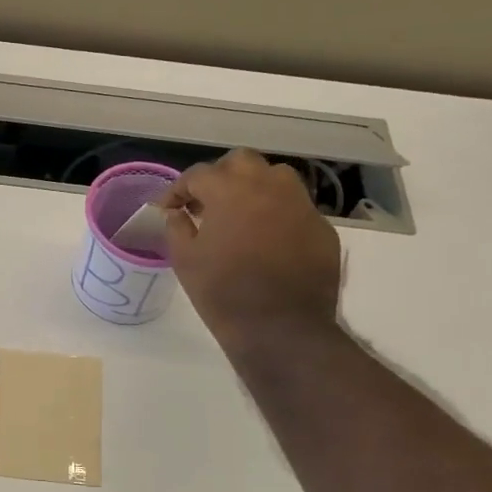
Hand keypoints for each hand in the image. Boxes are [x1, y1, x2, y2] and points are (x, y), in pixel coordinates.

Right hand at [162, 149, 343, 351]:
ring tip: (241, 215)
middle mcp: (269, 187)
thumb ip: (177, 227)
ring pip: (276, 177)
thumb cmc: (224, 293)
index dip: (178, 189)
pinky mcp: (322, 228)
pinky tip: (268, 240)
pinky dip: (278, 214)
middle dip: (220, 176)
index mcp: (230, 191)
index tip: (169, 208)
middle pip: (241, 162)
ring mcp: (301, 205)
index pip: (198, 174)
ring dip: (254, 187)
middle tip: (207, 202)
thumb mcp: (185, 260)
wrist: (282, 329)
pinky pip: (296, 208)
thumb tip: (178, 213)